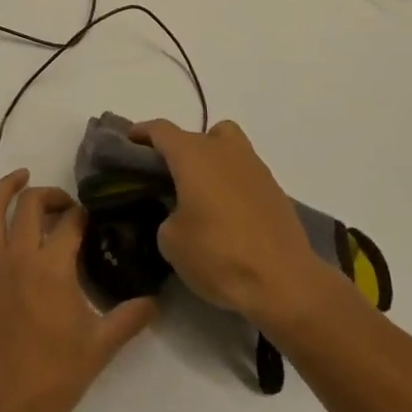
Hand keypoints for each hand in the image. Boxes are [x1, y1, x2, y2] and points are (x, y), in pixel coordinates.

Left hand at [0, 169, 158, 411]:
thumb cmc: (54, 380)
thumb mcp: (100, 348)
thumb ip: (129, 318)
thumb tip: (155, 300)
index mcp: (54, 268)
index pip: (71, 223)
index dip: (83, 215)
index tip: (90, 221)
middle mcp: (19, 257)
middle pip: (32, 206)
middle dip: (50, 196)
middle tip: (62, 206)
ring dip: (5, 189)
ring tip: (19, 177)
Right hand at [133, 119, 333, 334]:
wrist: (283, 280)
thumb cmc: (219, 255)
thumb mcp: (171, 241)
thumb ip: (165, 215)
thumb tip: (177, 213)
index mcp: (193, 155)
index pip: (161, 130)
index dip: (141, 133)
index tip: (128, 142)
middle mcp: (224, 149)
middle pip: (195, 135)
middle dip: (177, 151)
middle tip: (163, 177)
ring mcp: (253, 165)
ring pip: (224, 146)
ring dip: (208, 160)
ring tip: (197, 193)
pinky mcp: (273, 187)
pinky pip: (242, 171)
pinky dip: (229, 181)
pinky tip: (224, 213)